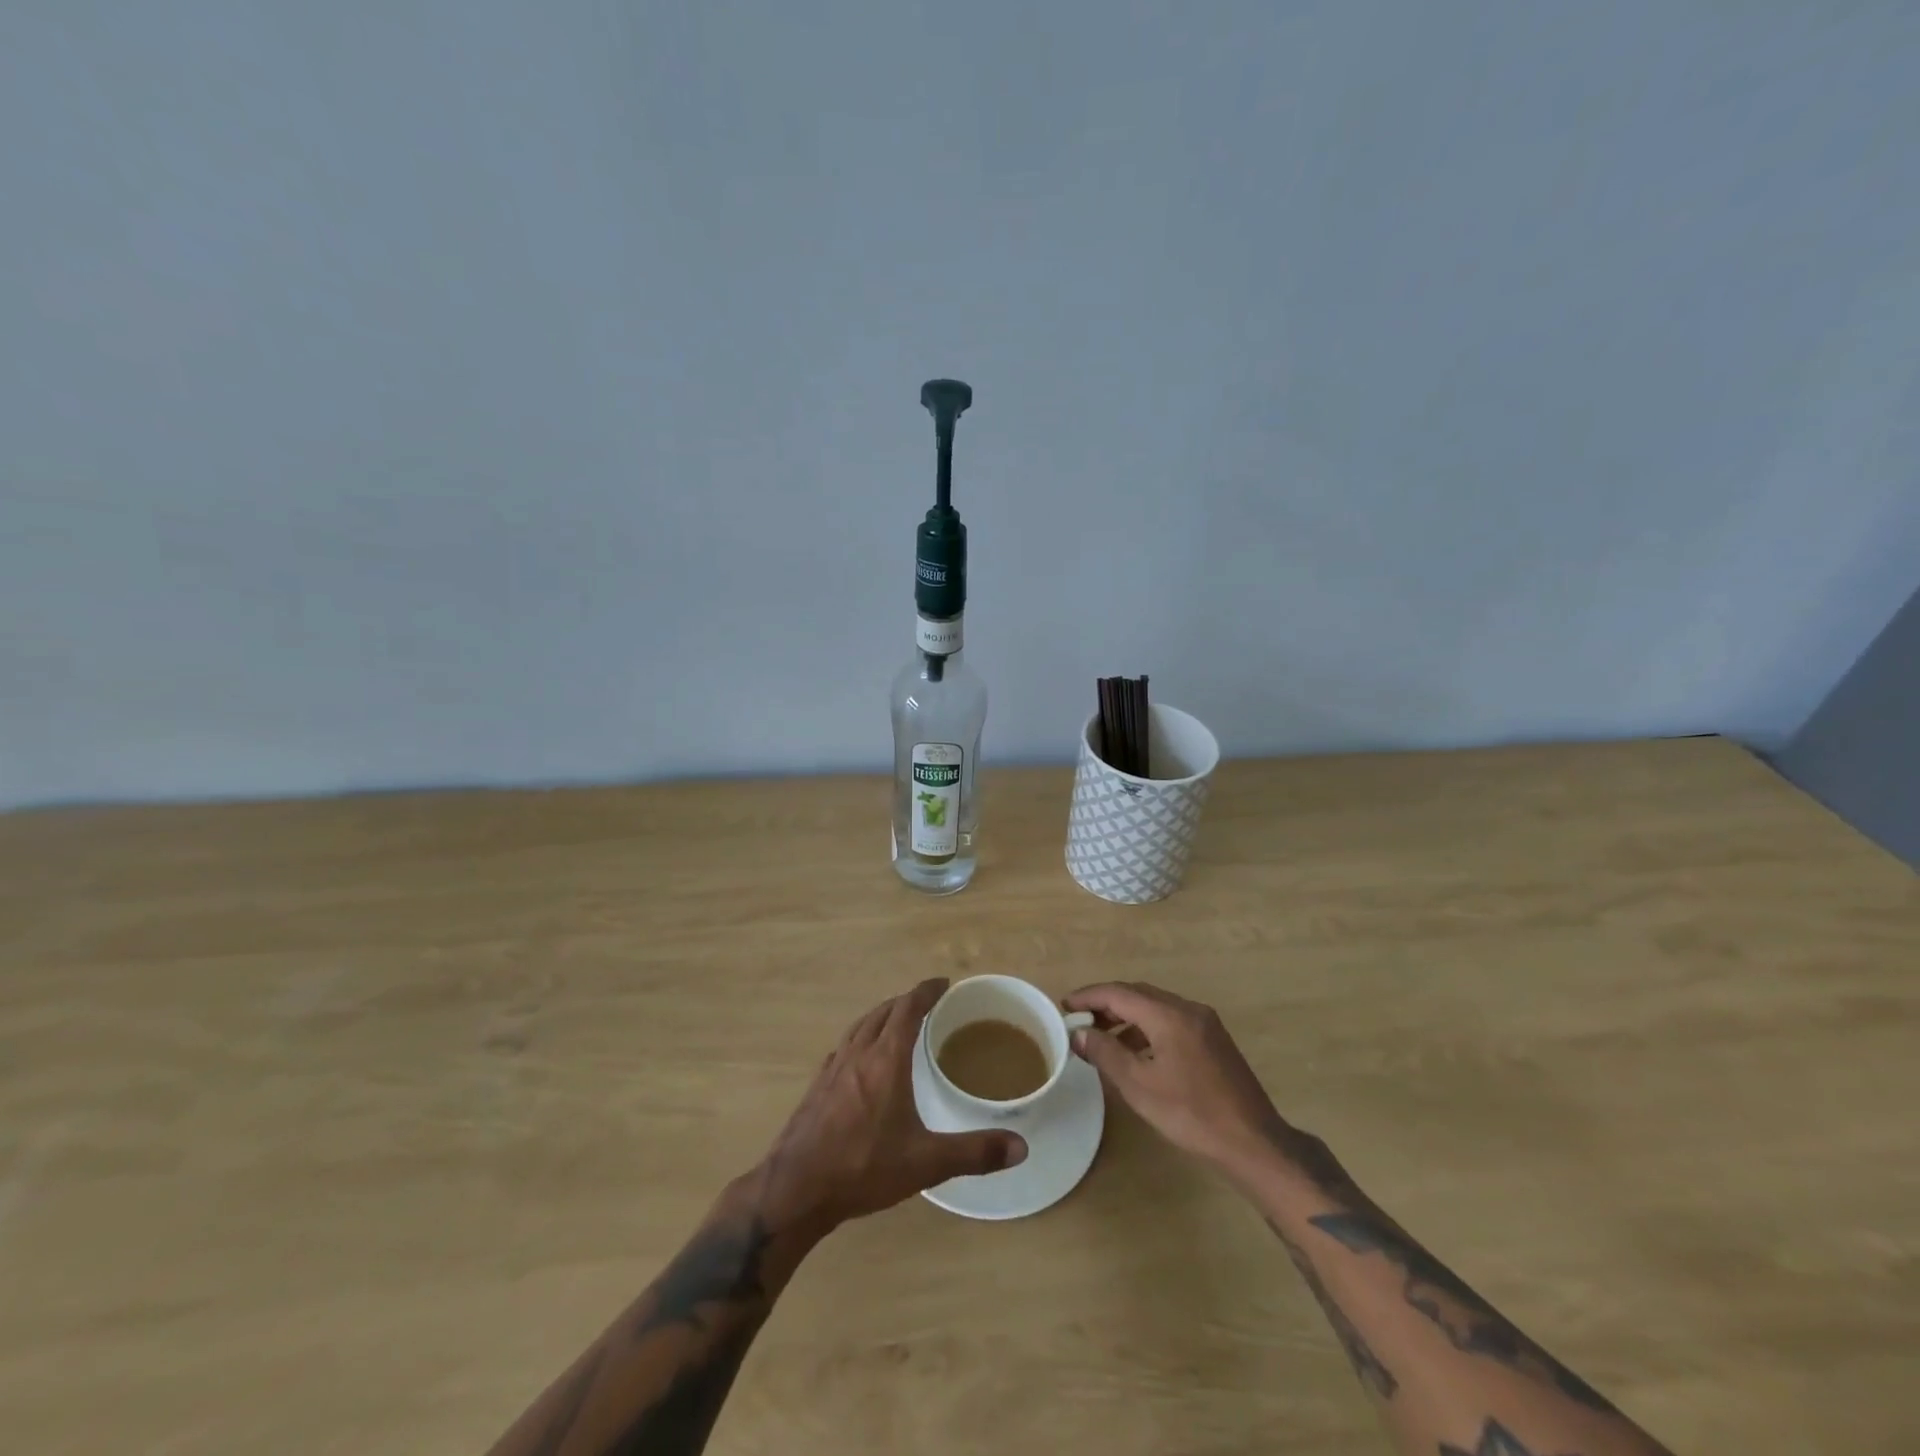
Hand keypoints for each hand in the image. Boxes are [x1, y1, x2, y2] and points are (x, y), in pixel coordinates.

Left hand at [755, 979, 1026, 1232]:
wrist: (796, 1188)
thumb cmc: (863, 1167)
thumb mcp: (926, 1162)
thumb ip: (974, 1152)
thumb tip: (1021, 1146)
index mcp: (886, 1058)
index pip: (908, 1008)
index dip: (926, 991)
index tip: (943, 983)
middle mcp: (859, 1053)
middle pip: (883, 1011)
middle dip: (906, 1001)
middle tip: (927, 1004)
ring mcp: (833, 1067)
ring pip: (860, 1025)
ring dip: (881, 1015)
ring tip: (897, 1022)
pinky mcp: (817, 1086)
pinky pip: (844, 1046)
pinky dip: (861, 1038)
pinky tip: (862, 1058)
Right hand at [1065, 981, 1294, 1176]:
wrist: (1253, 1143)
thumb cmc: (1191, 1114)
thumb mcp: (1139, 1086)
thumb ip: (1105, 1053)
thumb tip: (1079, 1033)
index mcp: (1169, 1015)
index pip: (1119, 993)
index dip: (1089, 996)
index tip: (1064, 1005)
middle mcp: (1188, 1009)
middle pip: (1138, 994)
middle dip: (1106, 1004)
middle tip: (1079, 1020)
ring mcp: (1205, 1023)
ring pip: (1156, 1007)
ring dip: (1126, 1016)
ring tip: (1102, 1038)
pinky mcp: (1214, 1040)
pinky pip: (1171, 1021)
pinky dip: (1147, 1027)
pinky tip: (1136, 1052)